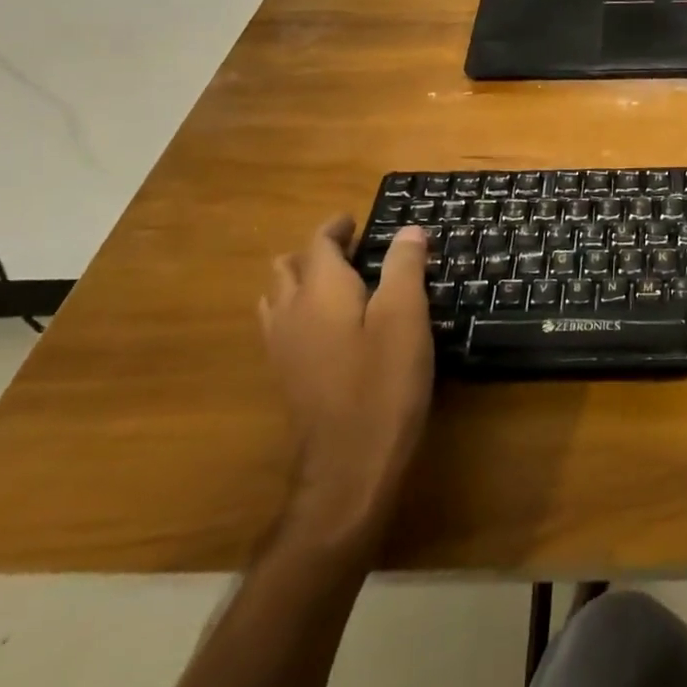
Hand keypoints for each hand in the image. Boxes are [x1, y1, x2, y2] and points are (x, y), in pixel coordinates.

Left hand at [259, 218, 432, 546]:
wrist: (348, 466)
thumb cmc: (383, 382)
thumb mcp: (405, 316)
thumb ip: (404, 267)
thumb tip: (408, 231)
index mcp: (320, 291)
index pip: (318, 244)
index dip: (336, 227)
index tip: (356, 220)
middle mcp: (290, 312)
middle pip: (288, 267)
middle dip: (316, 252)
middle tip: (352, 250)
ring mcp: (282, 348)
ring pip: (278, 297)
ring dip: (301, 280)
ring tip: (337, 283)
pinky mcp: (285, 377)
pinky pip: (281, 326)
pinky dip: (299, 310)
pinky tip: (328, 327)